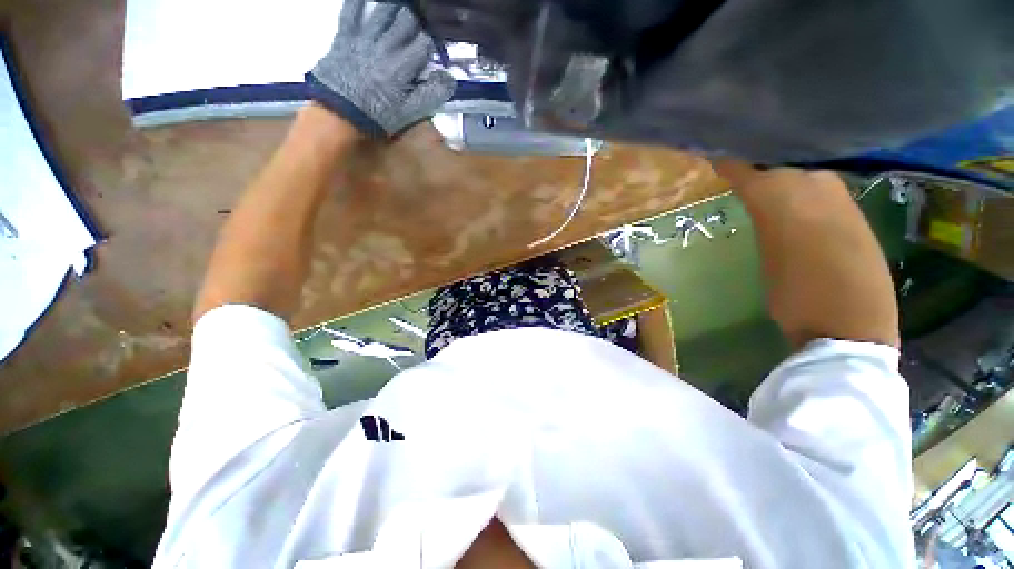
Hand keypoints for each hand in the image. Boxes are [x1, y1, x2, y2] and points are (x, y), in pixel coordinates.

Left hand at [306, 0, 456, 137]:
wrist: (339, 115)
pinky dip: (359, 2)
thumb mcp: (409, 113)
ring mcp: (364, 38)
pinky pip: (351, 11)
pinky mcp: (345, 36)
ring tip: (401, 7)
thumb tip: (450, 79)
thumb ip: (431, 95)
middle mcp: (386, 45)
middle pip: (406, 20)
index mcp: (403, 66)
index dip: (431, 41)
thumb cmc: (377, 117)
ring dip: (395, 6)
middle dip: (415, 20)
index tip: (432, 44)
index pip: (424, 43)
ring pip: (383, 10)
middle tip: (418, 23)